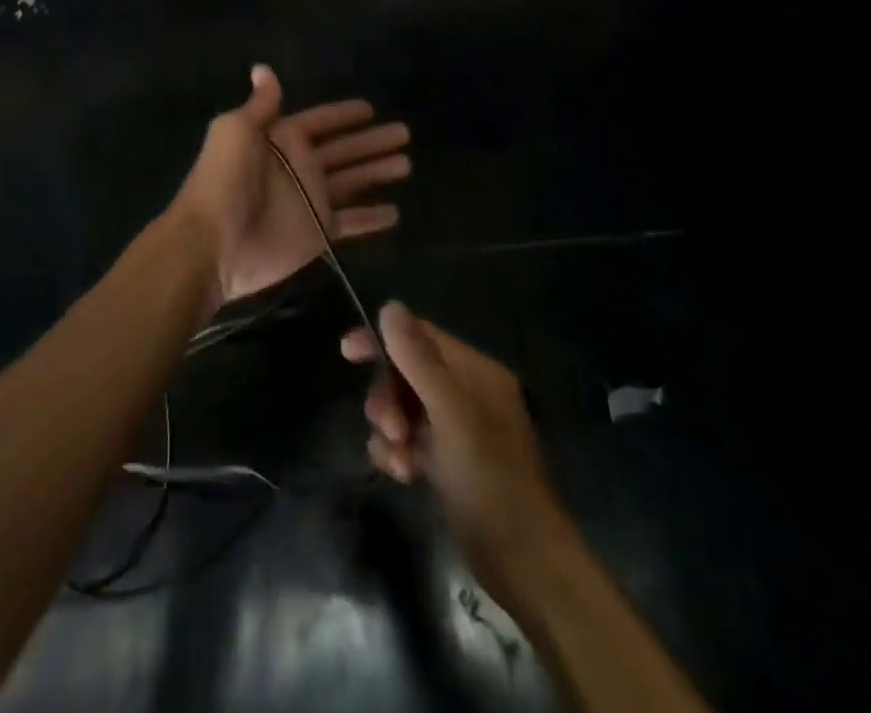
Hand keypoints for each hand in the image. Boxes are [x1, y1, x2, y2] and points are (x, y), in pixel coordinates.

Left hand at [171, 65, 409, 309]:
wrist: (213, 240)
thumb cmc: (224, 179)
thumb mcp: (236, 130)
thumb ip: (260, 104)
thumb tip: (263, 68)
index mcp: (282, 138)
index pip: (321, 121)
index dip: (343, 115)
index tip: (370, 108)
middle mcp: (299, 166)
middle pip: (344, 150)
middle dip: (371, 142)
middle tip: (404, 133)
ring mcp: (310, 200)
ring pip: (352, 181)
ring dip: (377, 172)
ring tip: (407, 163)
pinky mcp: (317, 232)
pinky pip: (351, 222)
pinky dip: (371, 218)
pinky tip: (396, 213)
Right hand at [342, 303, 566, 583]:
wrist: (523, 562)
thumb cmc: (489, 476)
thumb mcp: (449, 412)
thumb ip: (417, 358)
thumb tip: (389, 306)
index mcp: (475, 371)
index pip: (421, 336)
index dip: (383, 340)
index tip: (347, 351)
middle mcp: (467, 393)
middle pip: (407, 373)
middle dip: (388, 396)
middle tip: (388, 427)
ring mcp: (457, 429)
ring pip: (404, 408)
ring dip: (390, 428)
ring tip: (396, 457)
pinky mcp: (448, 463)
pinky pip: (409, 440)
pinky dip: (398, 452)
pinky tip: (401, 473)